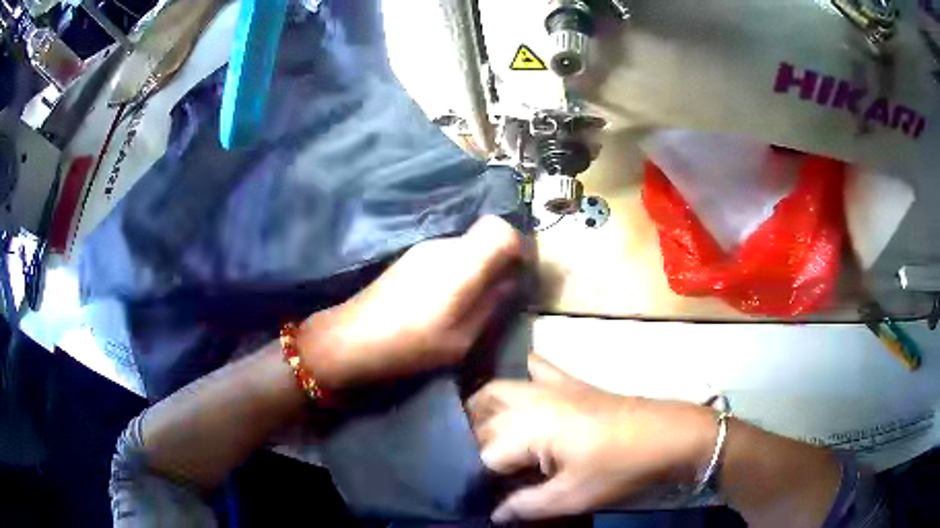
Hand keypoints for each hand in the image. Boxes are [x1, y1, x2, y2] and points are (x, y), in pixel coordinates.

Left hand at [299, 216, 524, 388]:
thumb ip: (491, 304)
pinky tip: (447, 299)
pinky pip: (448, 254)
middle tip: (502, 292)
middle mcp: (443, 246)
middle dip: (500, 258)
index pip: (501, 229)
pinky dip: (459, 269)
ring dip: (479, 265)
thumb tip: (511, 282)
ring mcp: (423, 248)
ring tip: (474, 301)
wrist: (352, 339)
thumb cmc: (411, 345)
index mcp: (460, 263)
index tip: (521, 273)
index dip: (519, 246)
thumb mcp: (462, 338)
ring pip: (466, 245)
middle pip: (485, 234)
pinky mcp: (410, 257)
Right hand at [468, 355, 714, 523]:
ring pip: (497, 390)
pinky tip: (520, 394)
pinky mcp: (570, 381)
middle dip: (475, 445)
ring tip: (483, 437)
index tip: (484, 494)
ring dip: (482, 410)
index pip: (484, 453)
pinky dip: (520, 377)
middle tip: (485, 472)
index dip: (480, 477)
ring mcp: (550, 386)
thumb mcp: (573, 497)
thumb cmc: (620, 468)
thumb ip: (527, 505)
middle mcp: (530, 401)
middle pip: (483, 420)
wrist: (668, 435)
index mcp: (529, 429)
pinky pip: (535, 368)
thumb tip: (495, 515)